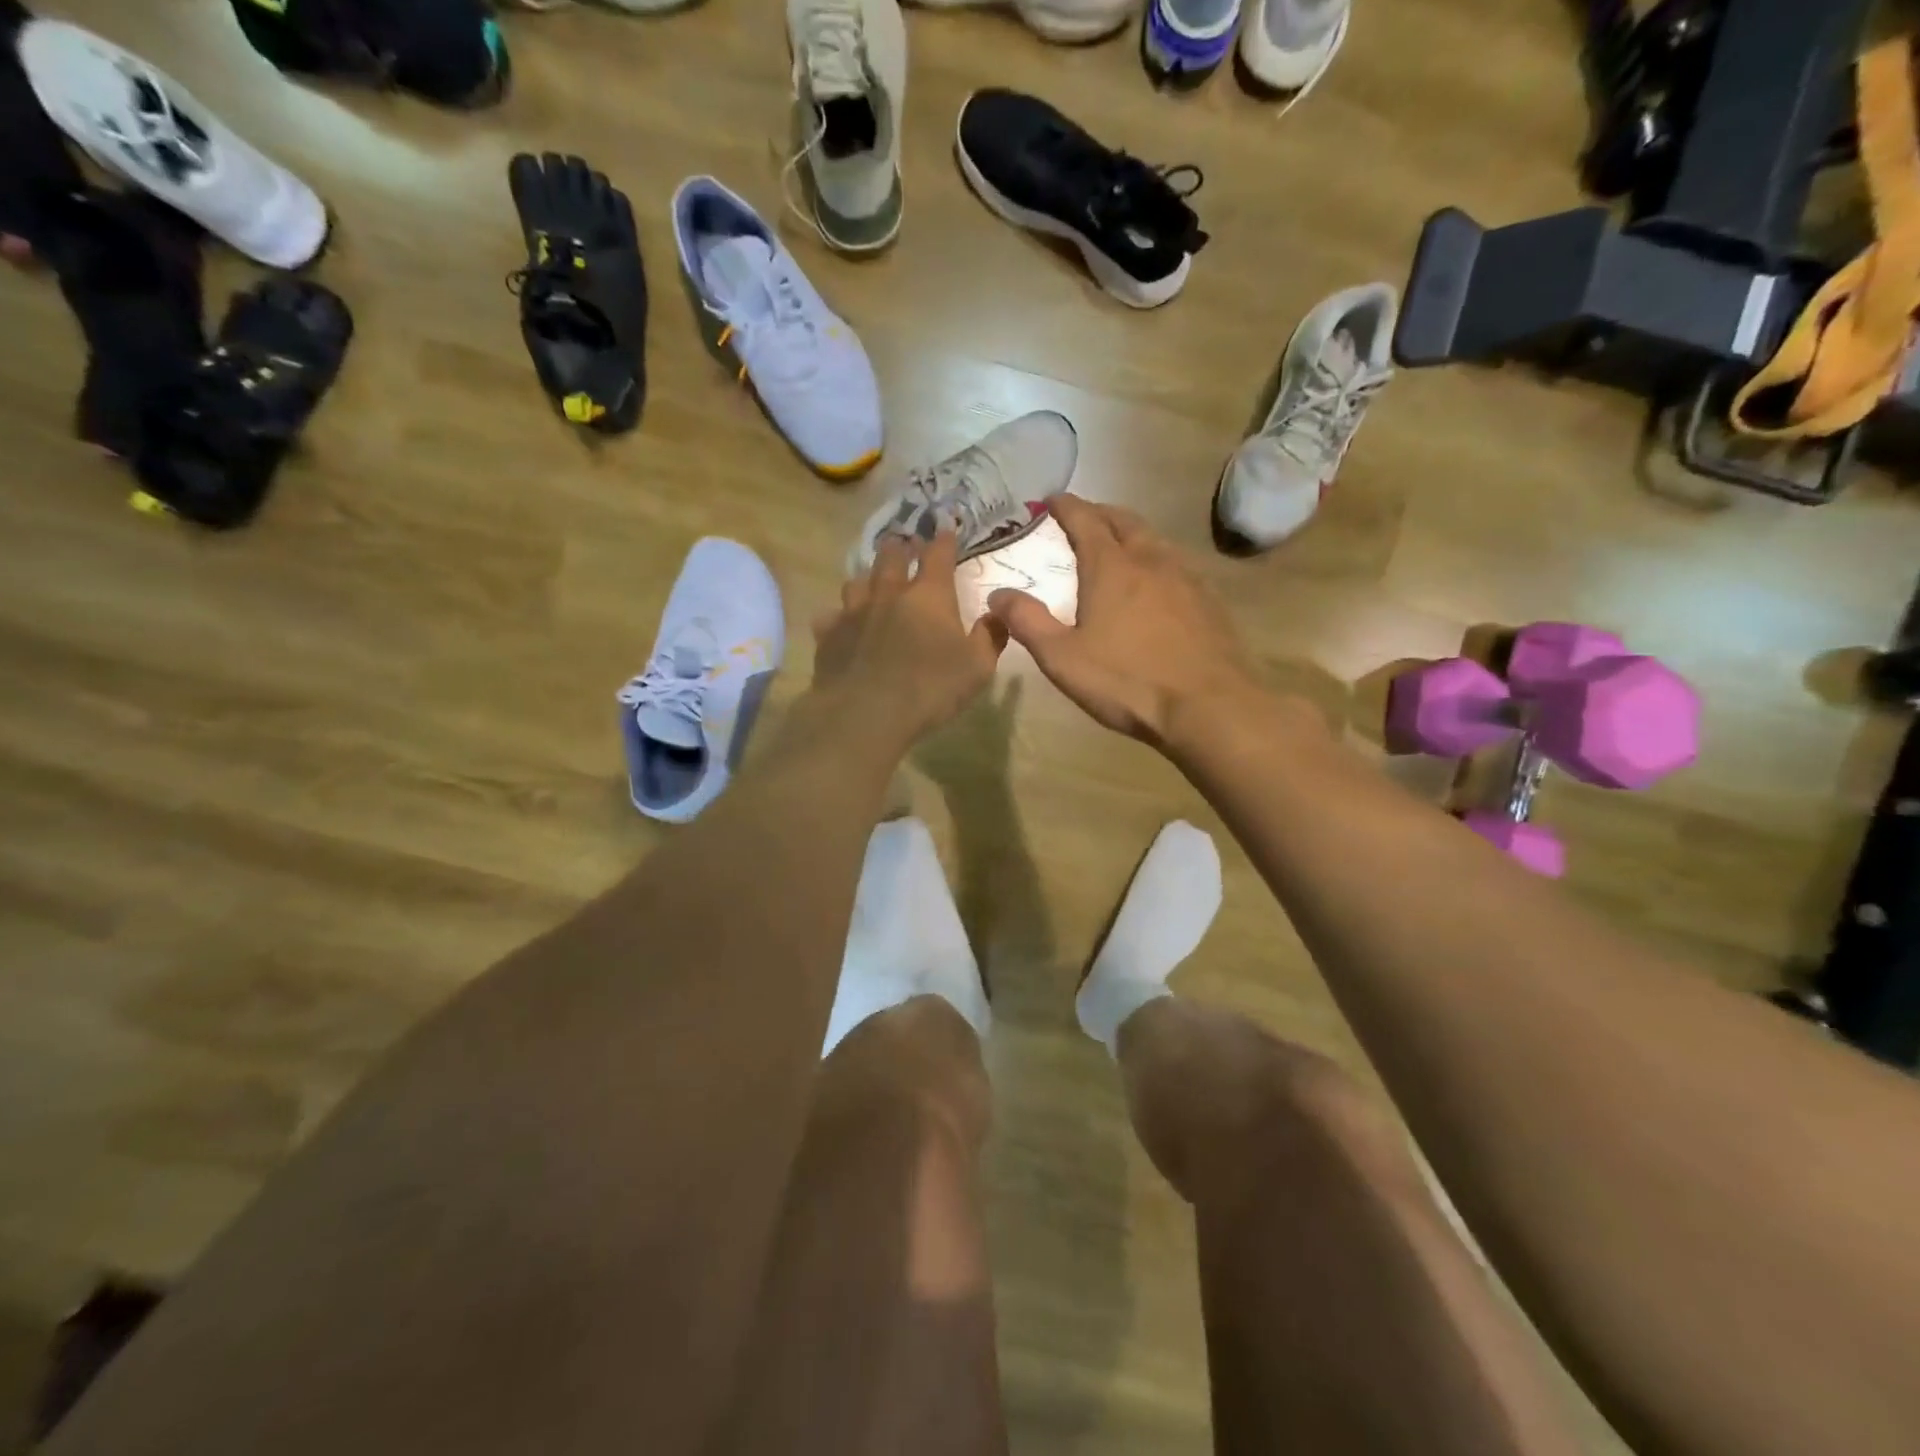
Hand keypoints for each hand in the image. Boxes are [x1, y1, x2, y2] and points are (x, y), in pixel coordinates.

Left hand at [810, 532, 1006, 749]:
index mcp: (929, 596)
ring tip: (871, 582)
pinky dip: (838, 616)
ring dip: (867, 577)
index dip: (944, 540)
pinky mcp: (828, 635)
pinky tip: (841, 624)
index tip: (946, 529)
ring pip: (857, 581)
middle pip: (890, 557)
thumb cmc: (930, 689)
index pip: (938, 555)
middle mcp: (889, 593)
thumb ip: (990, 638)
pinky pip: (831, 616)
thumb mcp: (978, 668)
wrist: (865, 713)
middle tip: (903, 544)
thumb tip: (997, 615)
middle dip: (899, 547)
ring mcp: (853, 612)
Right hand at [988, 495, 1262, 750]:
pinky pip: (1178, 564)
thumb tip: (998, 595)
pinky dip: (1158, 559)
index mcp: (1111, 567)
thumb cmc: (1126, 682)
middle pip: (1124, 520)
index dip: (1066, 506)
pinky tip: (1158, 581)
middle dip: (1100, 512)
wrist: (1208, 706)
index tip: (1051, 499)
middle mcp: (1151, 560)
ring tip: (1119, 543)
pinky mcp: (1210, 601)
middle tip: (1084, 515)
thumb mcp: (1062, 658)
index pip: (1085, 520)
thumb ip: (1027, 622)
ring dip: (1132, 533)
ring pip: (1156, 539)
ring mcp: (1186, 578)